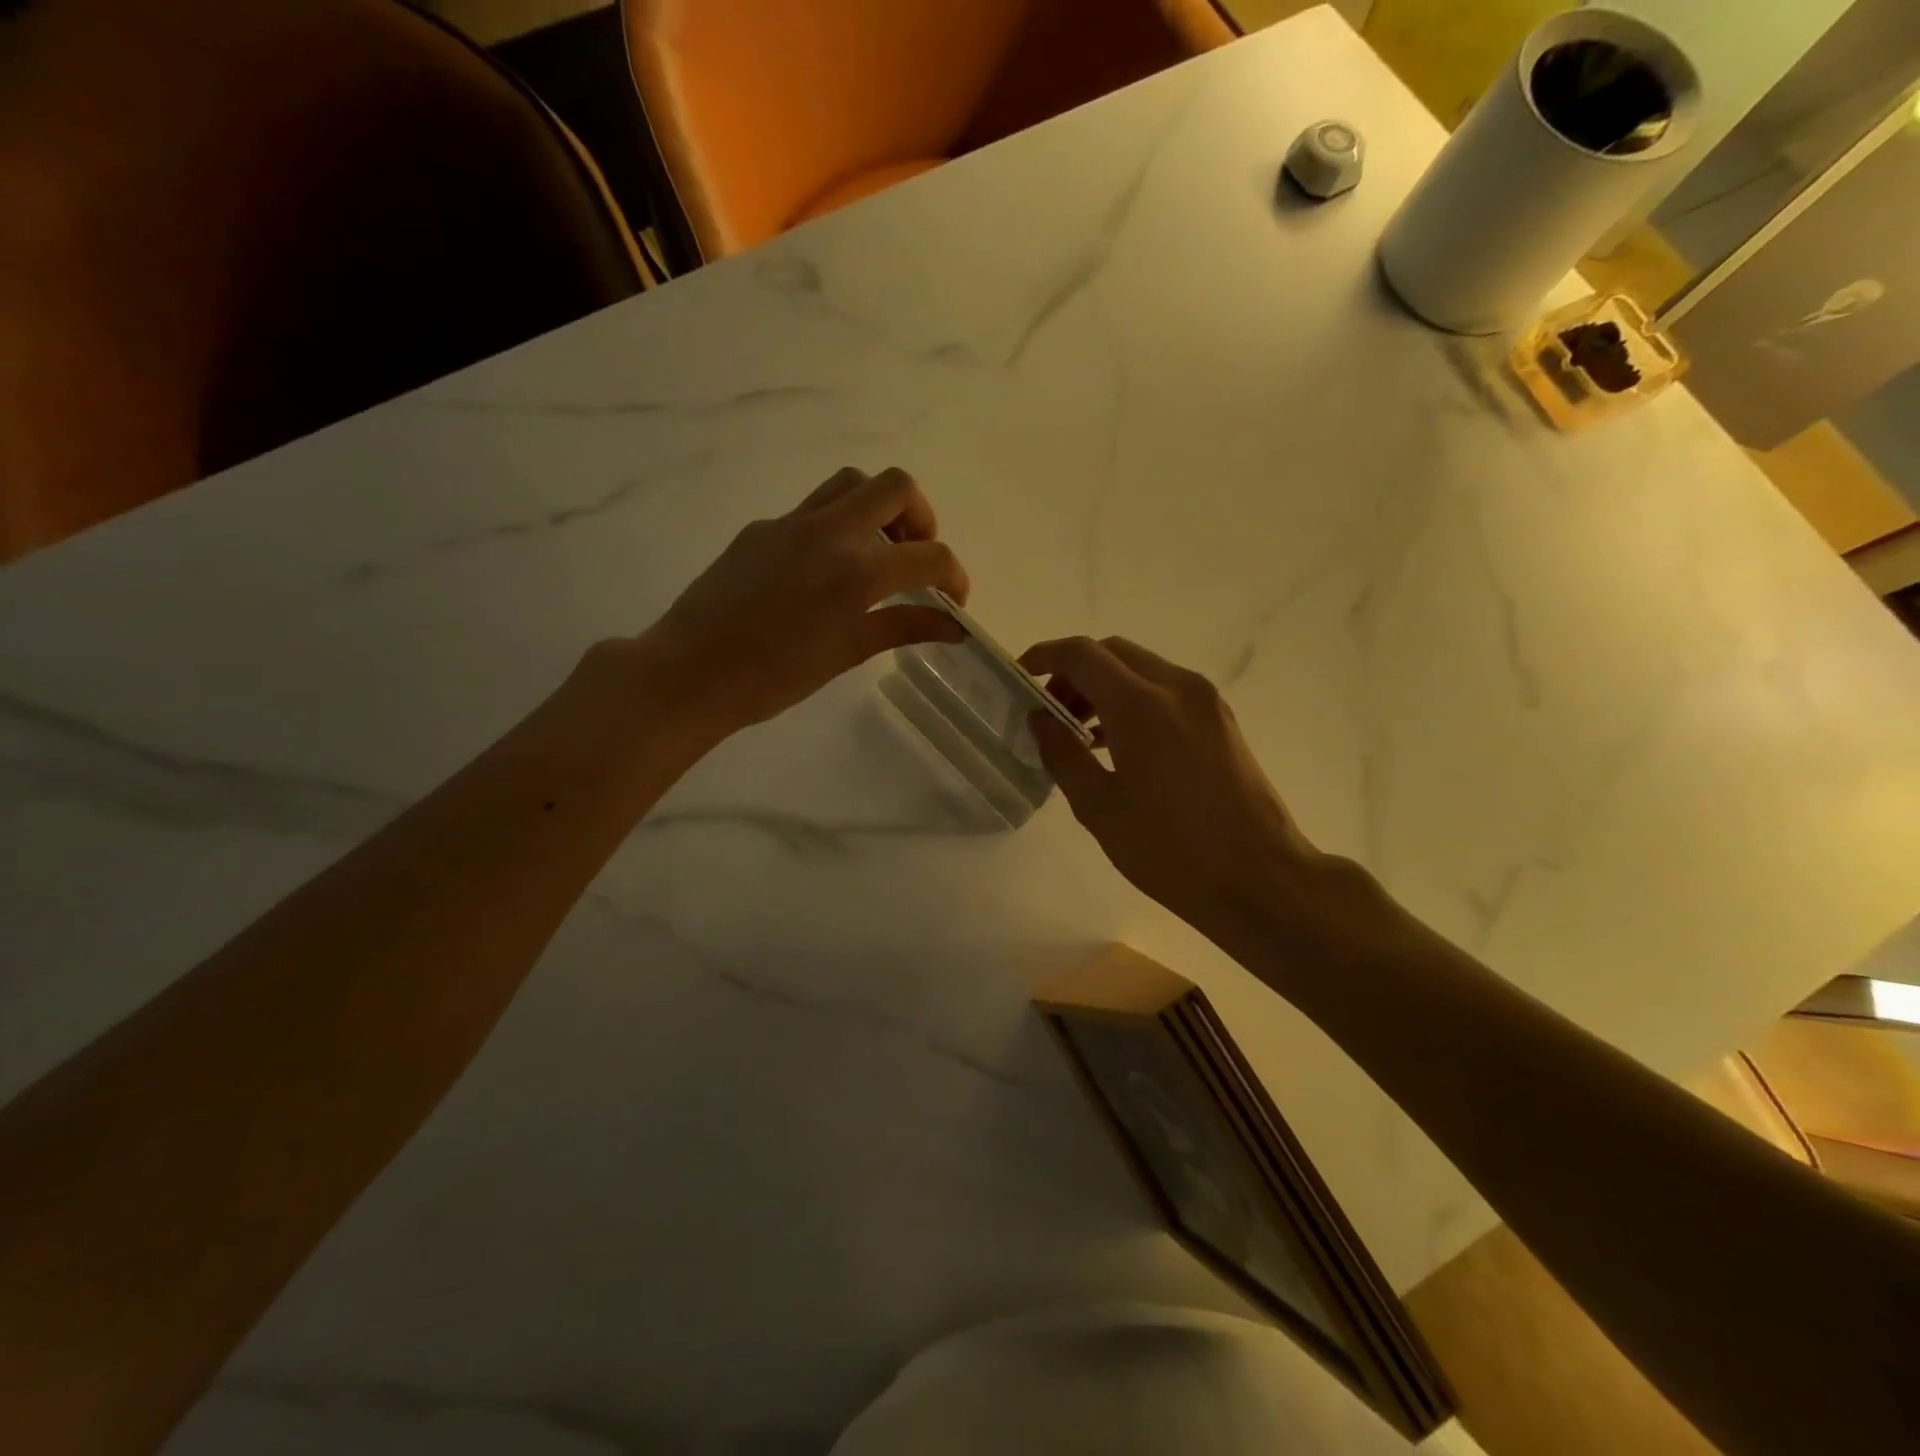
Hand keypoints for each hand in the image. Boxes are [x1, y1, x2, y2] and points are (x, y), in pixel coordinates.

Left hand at [638, 467, 969, 737]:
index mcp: (858, 571)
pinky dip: (835, 527)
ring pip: (851, 484)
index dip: (955, 576)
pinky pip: (812, 510)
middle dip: (921, 518)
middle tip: (915, 556)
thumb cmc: (773, 678)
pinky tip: (821, 573)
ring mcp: (791, 523)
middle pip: (896, 487)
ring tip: (874, 554)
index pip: (931, 556)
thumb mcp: (846, 654)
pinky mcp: (762, 528)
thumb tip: (952, 627)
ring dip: (877, 509)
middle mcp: (830, 532)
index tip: (953, 601)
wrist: (690, 671)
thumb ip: (903, 628)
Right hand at [1020, 636, 1347, 946]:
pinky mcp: (1220, 719)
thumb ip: (1062, 754)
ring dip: (1104, 685)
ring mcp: (1205, 700)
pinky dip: (1132, 698)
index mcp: (1142, 705)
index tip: (1019, 676)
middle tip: (1049, 712)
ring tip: (1079, 733)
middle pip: (1113, 652)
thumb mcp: (1099, 808)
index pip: (1082, 654)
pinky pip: (1165, 689)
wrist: (1259, 878)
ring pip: (1141, 668)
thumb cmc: (1170, 850)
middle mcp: (1177, 687)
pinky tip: (1117, 743)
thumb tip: (1040, 719)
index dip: (1044, 656)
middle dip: (1073, 671)